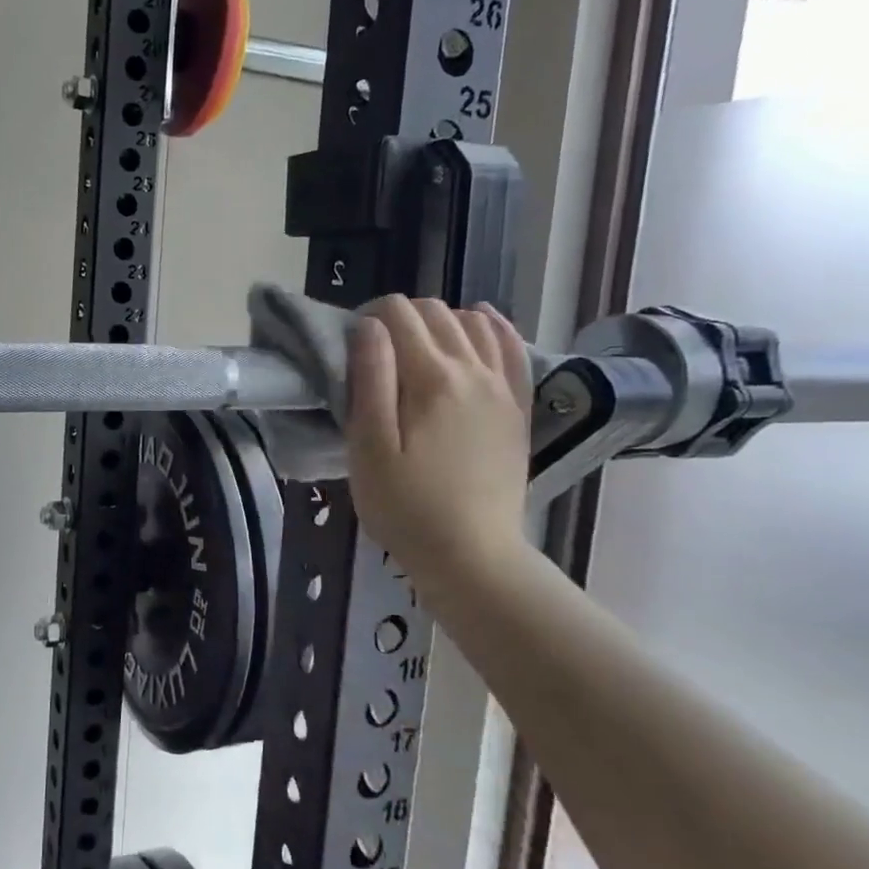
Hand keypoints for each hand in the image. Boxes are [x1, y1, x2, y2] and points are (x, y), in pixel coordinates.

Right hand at [345, 297, 532, 602]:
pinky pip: (511, 348)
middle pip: (435, 313)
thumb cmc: (406, 507)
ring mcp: (502, 388)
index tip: (352, 345)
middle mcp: (473, 371)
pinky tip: (479, 322)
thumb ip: (370, 382)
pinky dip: (492, 326)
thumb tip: (369, 327)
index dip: (369, 317)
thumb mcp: (369, 449)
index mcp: (431, 379)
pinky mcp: (516, 407)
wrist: (473, 556)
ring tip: (415, 347)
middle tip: (376, 352)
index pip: (399, 315)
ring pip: (473, 323)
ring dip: (440, 321)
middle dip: (400, 318)